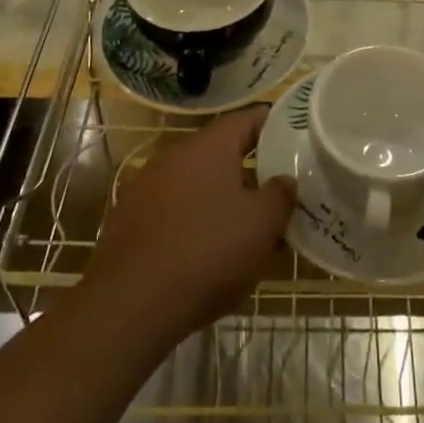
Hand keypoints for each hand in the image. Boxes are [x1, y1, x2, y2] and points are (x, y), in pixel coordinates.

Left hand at [82, 105, 294, 346]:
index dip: (273, 124)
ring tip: (246, 225)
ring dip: (221, 196)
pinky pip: (173, 208)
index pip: (247, 119)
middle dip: (249, 168)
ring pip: (196, 182)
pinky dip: (194, 219)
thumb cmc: (207, 251)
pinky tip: (207, 249)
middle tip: (276, 189)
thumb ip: (280, 195)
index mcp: (209, 146)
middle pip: (220, 151)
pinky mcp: (129, 218)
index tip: (294, 137)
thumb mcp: (261, 225)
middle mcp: (175, 155)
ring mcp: (147, 185)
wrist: (130, 303)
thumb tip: (285, 179)